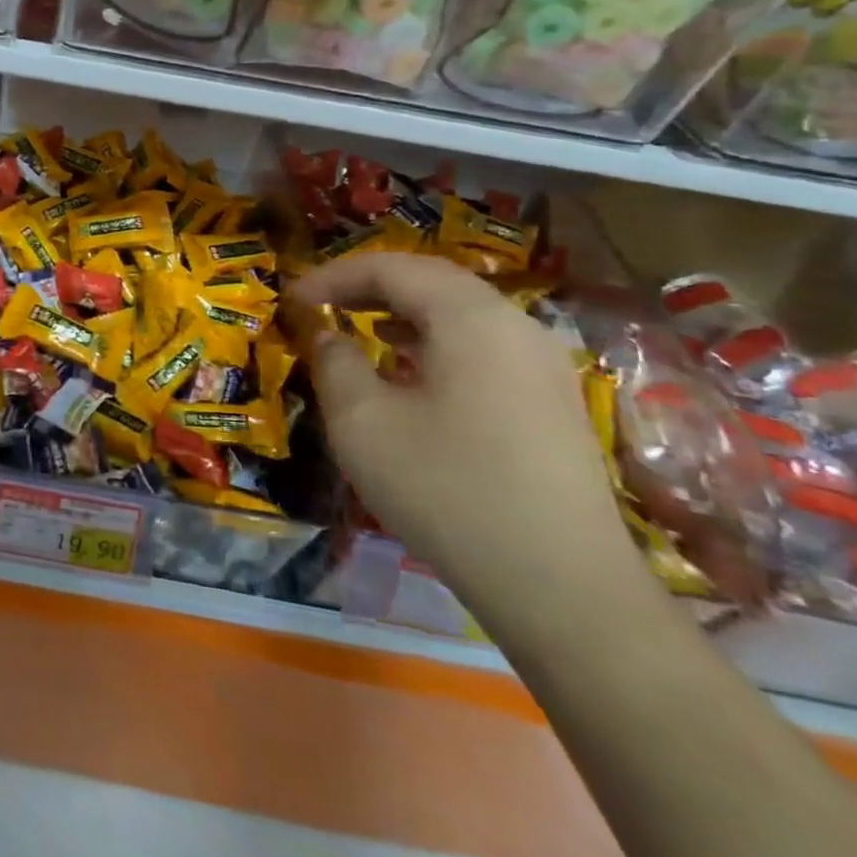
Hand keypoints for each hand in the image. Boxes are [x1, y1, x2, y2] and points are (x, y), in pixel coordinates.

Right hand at [290, 253, 652, 633]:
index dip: (333, 276)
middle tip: (321, 306)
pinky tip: (409, 374)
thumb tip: (328, 334)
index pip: (392, 267)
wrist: (564, 589)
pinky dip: (434, 342)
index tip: (292, 300)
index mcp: (471, 319)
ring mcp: (543, 366)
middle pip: (432, 281)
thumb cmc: (448, 490)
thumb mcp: (362, 422)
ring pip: (460, 313)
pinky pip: (482, 346)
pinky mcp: (552, 403)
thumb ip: (334, 361)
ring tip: (357, 331)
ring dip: (401, 312)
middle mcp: (515, 327)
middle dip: (368, 286)